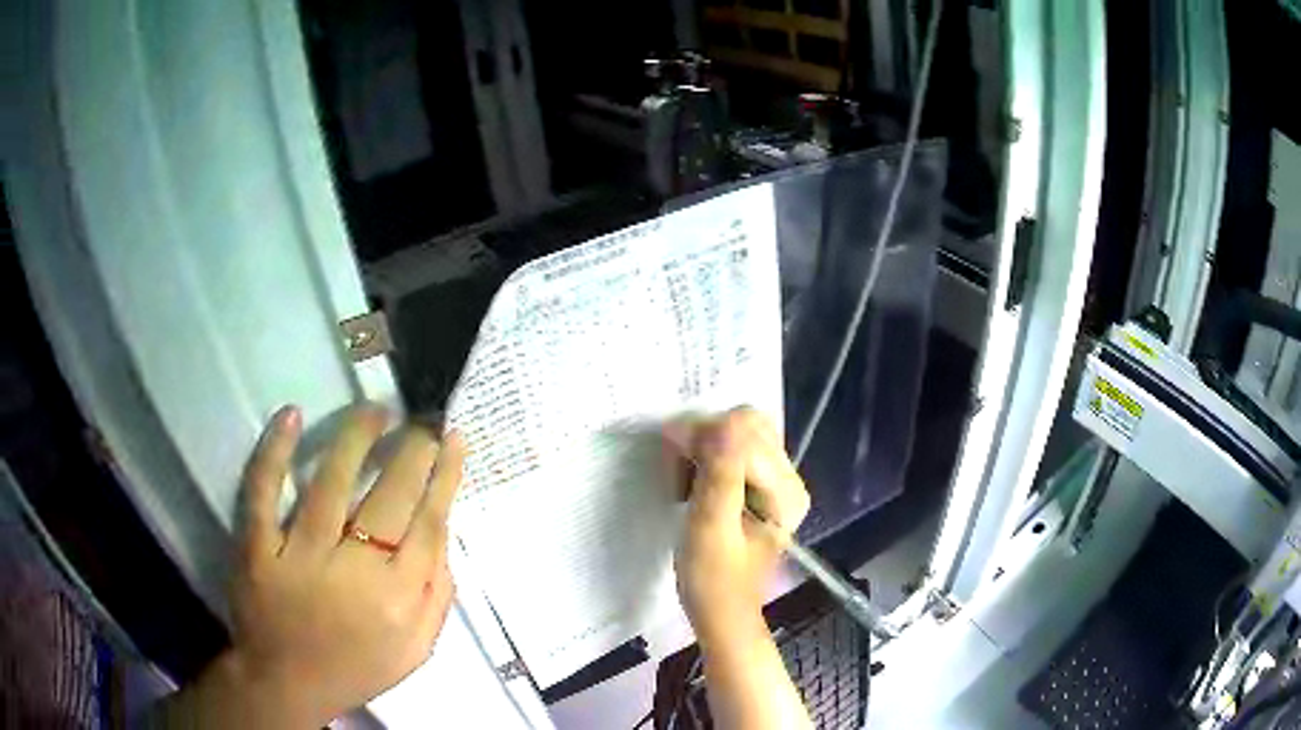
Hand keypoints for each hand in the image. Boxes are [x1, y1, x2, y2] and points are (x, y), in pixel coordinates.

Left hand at [168, 403, 465, 727]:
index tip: (453, 439)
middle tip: (421, 422)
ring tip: (376, 412)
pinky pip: (263, 492)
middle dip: (412, 450)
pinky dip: (275, 452)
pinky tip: (292, 416)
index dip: (444, 476)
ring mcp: (300, 557)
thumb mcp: (416, 649)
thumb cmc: (356, 666)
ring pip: (330, 483)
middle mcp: (354, 573)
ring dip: (356, 437)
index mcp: (397, 600)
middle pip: (389, 497)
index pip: (429, 524)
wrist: (287, 683)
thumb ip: (438, 595)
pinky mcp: (257, 548)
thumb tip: (443, 528)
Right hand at [664, 407, 809, 644]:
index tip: (671, 456)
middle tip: (676, 468)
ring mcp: (776, 482)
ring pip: (739, 434)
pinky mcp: (760, 487)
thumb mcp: (711, 529)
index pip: (745, 433)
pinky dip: (707, 456)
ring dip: (704, 446)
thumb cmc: (713, 580)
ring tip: (682, 480)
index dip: (704, 436)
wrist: (721, 614)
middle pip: (747, 426)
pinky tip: (692, 482)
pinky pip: (734, 450)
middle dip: (705, 437)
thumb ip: (720, 476)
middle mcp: (789, 479)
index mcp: (785, 491)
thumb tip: (724, 422)